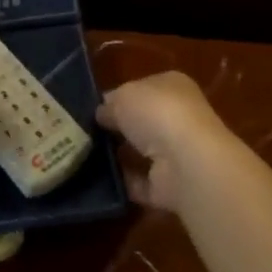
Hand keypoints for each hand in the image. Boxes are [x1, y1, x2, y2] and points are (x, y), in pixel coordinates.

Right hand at [97, 71, 229, 210]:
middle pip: (142, 121)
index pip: (142, 88)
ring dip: (118, 156)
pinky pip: (140, 182)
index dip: (118, 97)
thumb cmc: (157, 113)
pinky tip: (99, 179)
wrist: (187, 163)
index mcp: (173, 86)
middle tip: (86, 133)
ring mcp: (177, 153)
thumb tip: (102, 114)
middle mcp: (179, 117)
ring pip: (141, 152)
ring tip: (85, 155)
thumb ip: (109, 104)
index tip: (93, 109)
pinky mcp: (170, 185)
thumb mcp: (123, 96)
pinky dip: (123, 182)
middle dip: (117, 128)